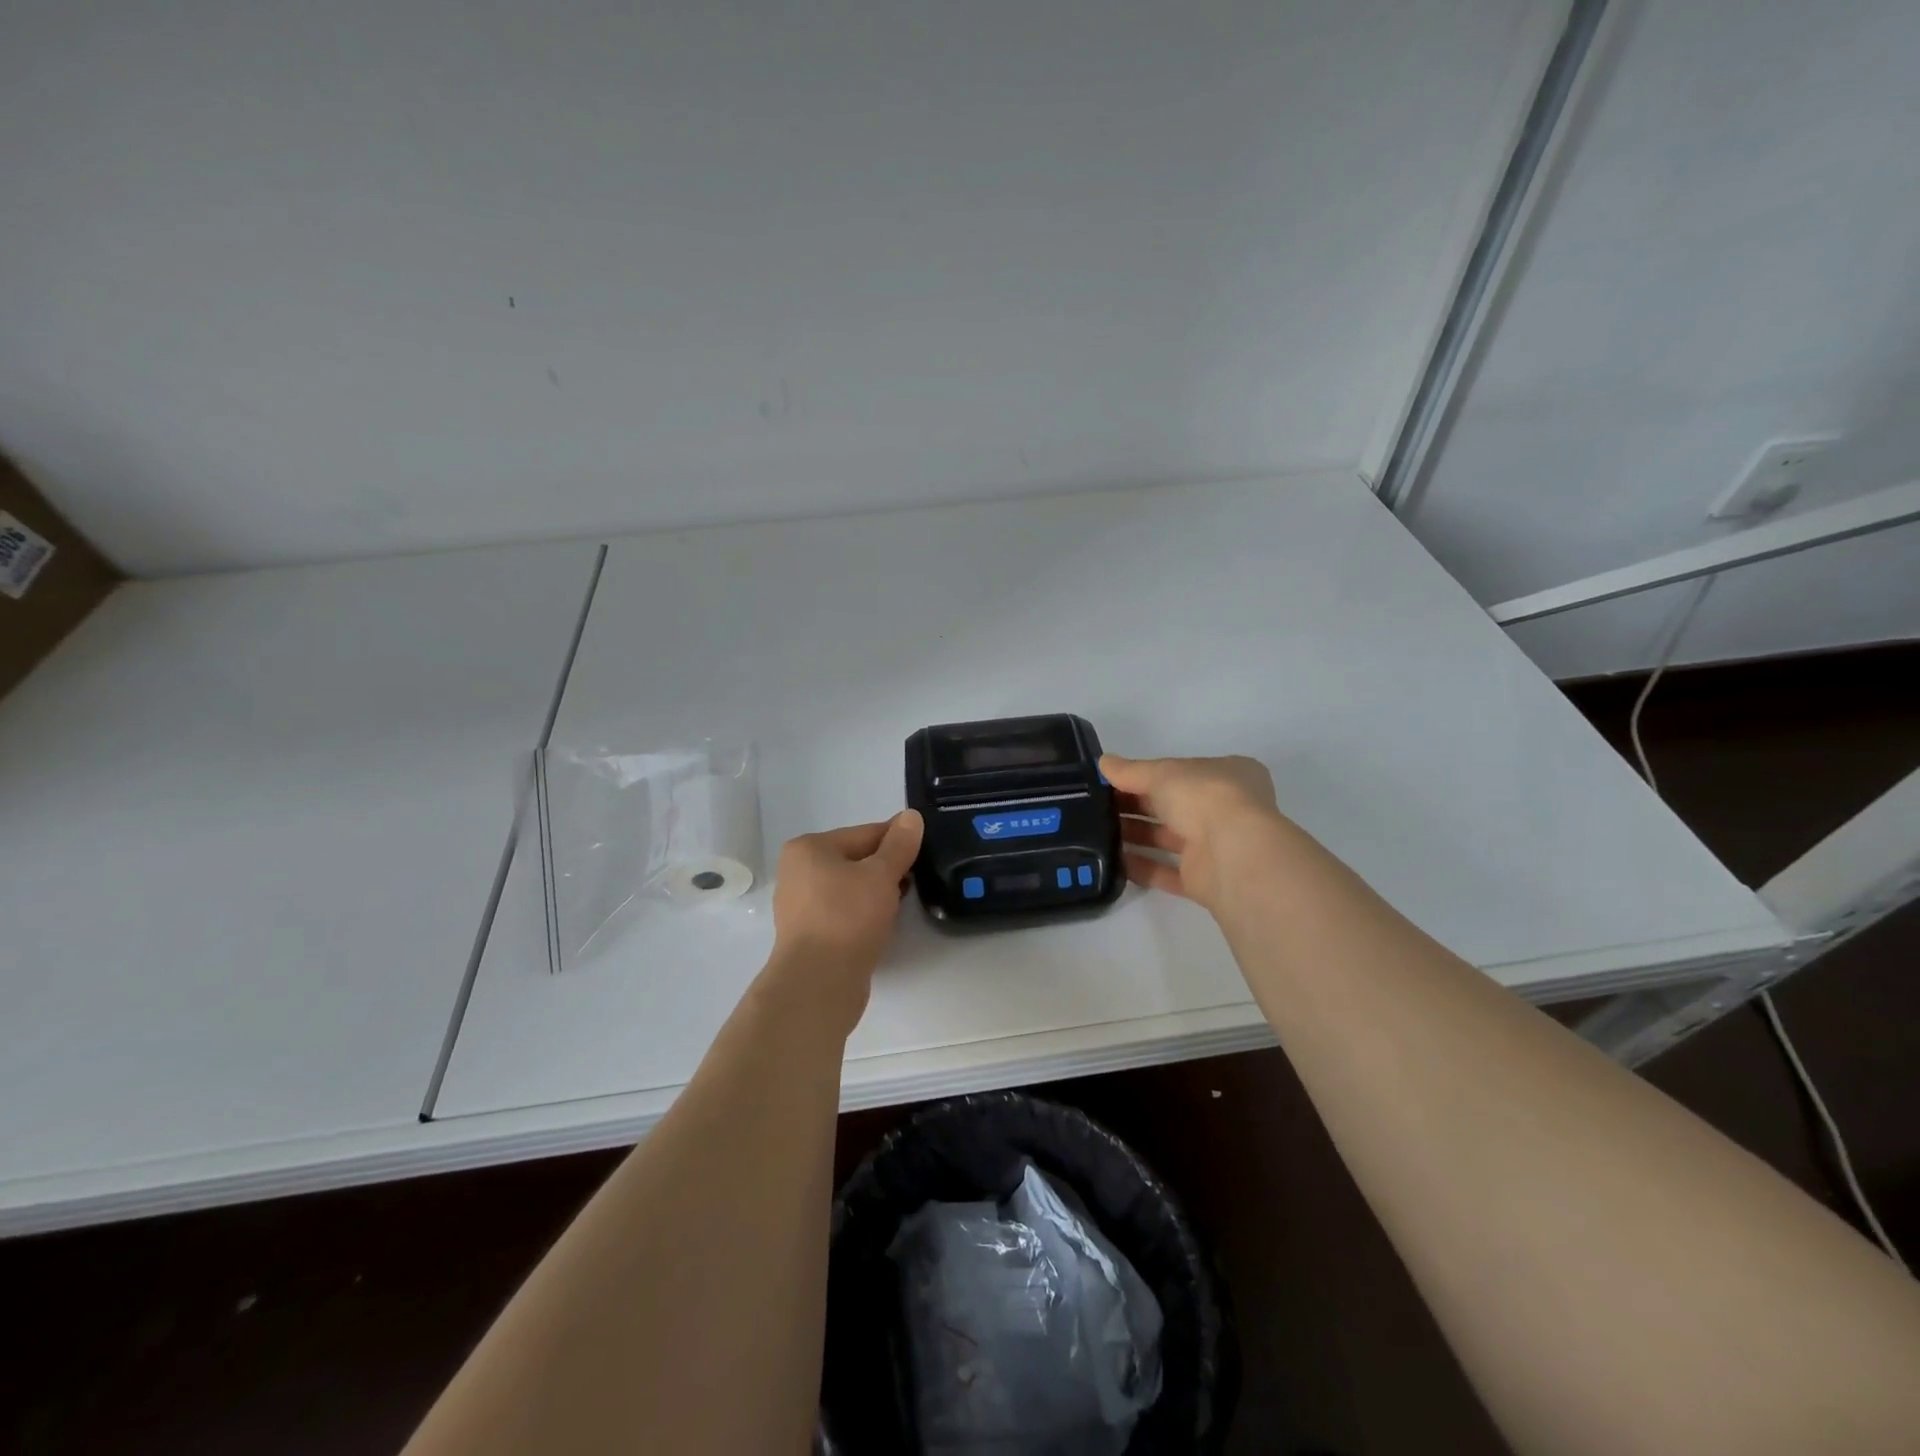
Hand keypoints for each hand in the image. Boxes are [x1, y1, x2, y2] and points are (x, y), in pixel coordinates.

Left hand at [765, 810, 924, 1031]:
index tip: (924, 847)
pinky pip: (843, 911)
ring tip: (904, 901)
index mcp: (808, 848)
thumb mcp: (881, 874)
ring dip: (877, 891)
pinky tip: (883, 922)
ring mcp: (800, 905)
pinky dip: (864, 912)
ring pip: (850, 887)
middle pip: (855, 859)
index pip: (864, 833)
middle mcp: (797, 872)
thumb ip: (899, 844)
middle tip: (918, 877)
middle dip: (887, 867)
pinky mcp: (809, 934)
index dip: (897, 839)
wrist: (819, 983)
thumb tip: (911, 816)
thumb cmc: (848, 917)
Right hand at [1102, 753, 1281, 912]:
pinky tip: (1114, 861)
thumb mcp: (1161, 773)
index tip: (1114, 780)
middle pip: (1173, 805)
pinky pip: (1167, 872)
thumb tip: (1103, 762)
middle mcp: (1225, 809)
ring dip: (1136, 835)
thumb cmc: (1203, 797)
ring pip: (1169, 838)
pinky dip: (1142, 867)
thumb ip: (1130, 770)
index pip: (1182, 771)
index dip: (1148, 774)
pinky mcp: (1204, 879)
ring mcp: (1216, 846)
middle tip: (1097, 806)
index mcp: (1227, 774)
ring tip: (1098, 832)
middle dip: (1136, 805)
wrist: (1232, 854)